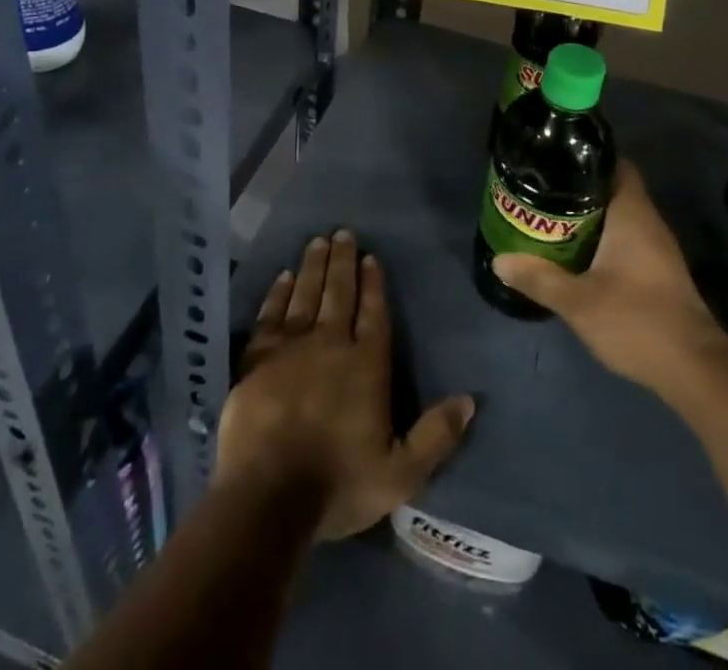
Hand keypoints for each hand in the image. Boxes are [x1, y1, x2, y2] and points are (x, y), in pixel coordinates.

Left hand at [218, 230, 474, 540]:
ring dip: (313, 266)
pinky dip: (278, 293)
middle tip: (342, 232)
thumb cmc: (338, 484)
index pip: (374, 313)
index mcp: (366, 364)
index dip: (373, 283)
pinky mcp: (257, 358)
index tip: (370, 256)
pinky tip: (283, 277)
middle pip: (339, 293)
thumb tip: (470, 400)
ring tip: (317, 242)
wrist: (267, 496)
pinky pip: (271, 315)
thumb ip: (435, 435)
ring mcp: (291, 347)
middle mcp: (330, 343)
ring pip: (305, 294)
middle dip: (342, 261)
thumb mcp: (400, 473)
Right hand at [492, 160, 727, 399]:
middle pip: (612, 189)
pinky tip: (577, 254)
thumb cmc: (636, 321)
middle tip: (541, 191)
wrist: (695, 369)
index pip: (616, 164)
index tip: (556, 159)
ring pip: (618, 217)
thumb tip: (499, 260)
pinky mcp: (659, 272)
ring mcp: (657, 249)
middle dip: (578, 189)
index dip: (587, 157)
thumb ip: (539, 278)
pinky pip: (626, 240)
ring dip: (589, 218)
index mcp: (632, 214)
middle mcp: (648, 222)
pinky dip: (601, 240)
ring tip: (550, 219)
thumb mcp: (578, 301)